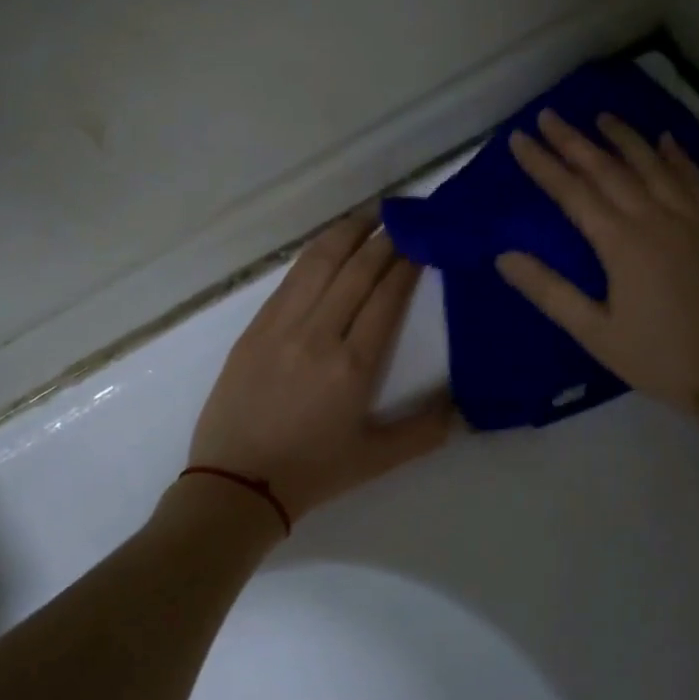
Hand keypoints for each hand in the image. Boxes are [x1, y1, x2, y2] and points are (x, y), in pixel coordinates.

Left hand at [188, 211, 455, 521]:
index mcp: (353, 365)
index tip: (423, 241)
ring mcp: (281, 326)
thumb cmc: (312, 472)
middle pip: (356, 270)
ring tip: (369, 215)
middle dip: (384, 238)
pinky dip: (314, 254)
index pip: (386, 296)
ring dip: (347, 233)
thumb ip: (425, 431)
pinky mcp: (254, 328)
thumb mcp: (377, 459)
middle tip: (404, 217)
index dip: (407, 263)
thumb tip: (462, 408)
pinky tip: (328, 245)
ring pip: (319, 263)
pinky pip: (290, 279)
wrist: (236, 484)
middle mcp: (319, 334)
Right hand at [495, 109, 698, 414]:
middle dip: (574, 141)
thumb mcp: (596, 333)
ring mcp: (695, 217)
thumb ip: (550, 291)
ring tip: (601, 117)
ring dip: (624, 138)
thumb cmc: (659, 357)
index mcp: (621, 243)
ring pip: (654, 164)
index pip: (573, 192)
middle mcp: (657, 217)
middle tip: (549, 115)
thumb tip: (505, 256)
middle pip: (609, 169)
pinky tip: (666, 140)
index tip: (519, 138)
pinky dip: (678, 156)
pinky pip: (698, 178)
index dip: (543, 164)